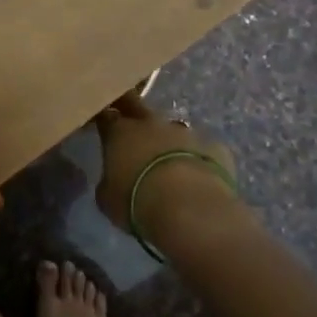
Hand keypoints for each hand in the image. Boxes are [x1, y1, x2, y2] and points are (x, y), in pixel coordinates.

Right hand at [93, 92, 239, 239]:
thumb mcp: (107, 198)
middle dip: (133, 113)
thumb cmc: (137, 202)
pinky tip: (199, 179)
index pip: (106, 116)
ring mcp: (185, 132)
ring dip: (168, 141)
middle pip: (138, 106)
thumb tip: (113, 180)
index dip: (104, 118)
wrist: (190, 209)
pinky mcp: (214, 147)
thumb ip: (108, 182)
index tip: (102, 124)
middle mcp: (151, 124)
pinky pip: (202, 150)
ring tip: (168, 164)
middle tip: (131, 128)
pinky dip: (197, 159)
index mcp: (120, 132)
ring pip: (172, 129)